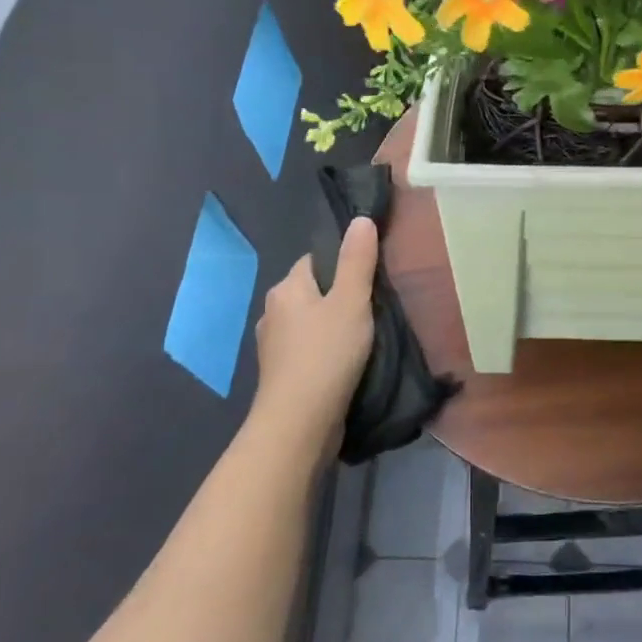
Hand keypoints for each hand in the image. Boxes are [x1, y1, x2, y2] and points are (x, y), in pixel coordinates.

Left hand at [250, 216, 379, 459]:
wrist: (299, 422)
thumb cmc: (327, 354)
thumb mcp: (351, 301)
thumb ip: (357, 260)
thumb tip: (360, 219)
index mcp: (286, 288)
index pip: (313, 261)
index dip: (340, 264)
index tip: (367, 278)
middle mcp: (272, 312)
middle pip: (309, 292)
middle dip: (335, 297)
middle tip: (370, 309)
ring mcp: (272, 346)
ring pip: (307, 323)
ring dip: (328, 327)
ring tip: (360, 338)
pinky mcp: (279, 375)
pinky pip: (305, 350)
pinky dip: (322, 351)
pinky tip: (342, 363)